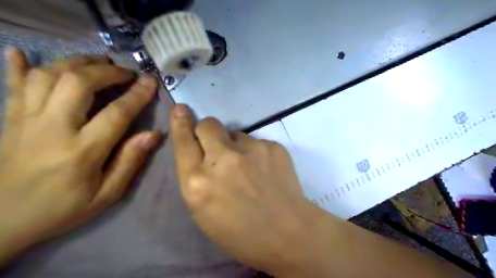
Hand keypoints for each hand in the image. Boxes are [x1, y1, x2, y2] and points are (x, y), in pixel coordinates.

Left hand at [0, 47, 160, 262]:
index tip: (150, 81)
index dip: (137, 95)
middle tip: (126, 72)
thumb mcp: (107, 194)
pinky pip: (11, 84)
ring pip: (48, 76)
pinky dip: (17, 65)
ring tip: (97, 63)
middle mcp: (52, 128)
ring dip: (76, 63)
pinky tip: (22, 52)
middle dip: (107, 71)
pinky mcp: (8, 119)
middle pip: (78, 83)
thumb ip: (130, 161)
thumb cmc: (61, 209)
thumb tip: (154, 134)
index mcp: (82, 151)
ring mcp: (25, 120)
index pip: (117, 113)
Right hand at [169, 105, 327, 275]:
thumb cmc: (240, 232)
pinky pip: (256, 141)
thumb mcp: (204, 212)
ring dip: (235, 145)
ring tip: (248, 168)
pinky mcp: (272, 146)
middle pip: (208, 124)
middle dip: (208, 131)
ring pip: (235, 133)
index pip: (184, 142)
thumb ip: (197, 178)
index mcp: (197, 181)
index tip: (180, 109)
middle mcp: (221, 159)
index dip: (180, 123)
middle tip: (217, 146)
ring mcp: (250, 149)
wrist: (287, 232)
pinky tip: (265, 171)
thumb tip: (200, 152)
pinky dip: (256, 152)